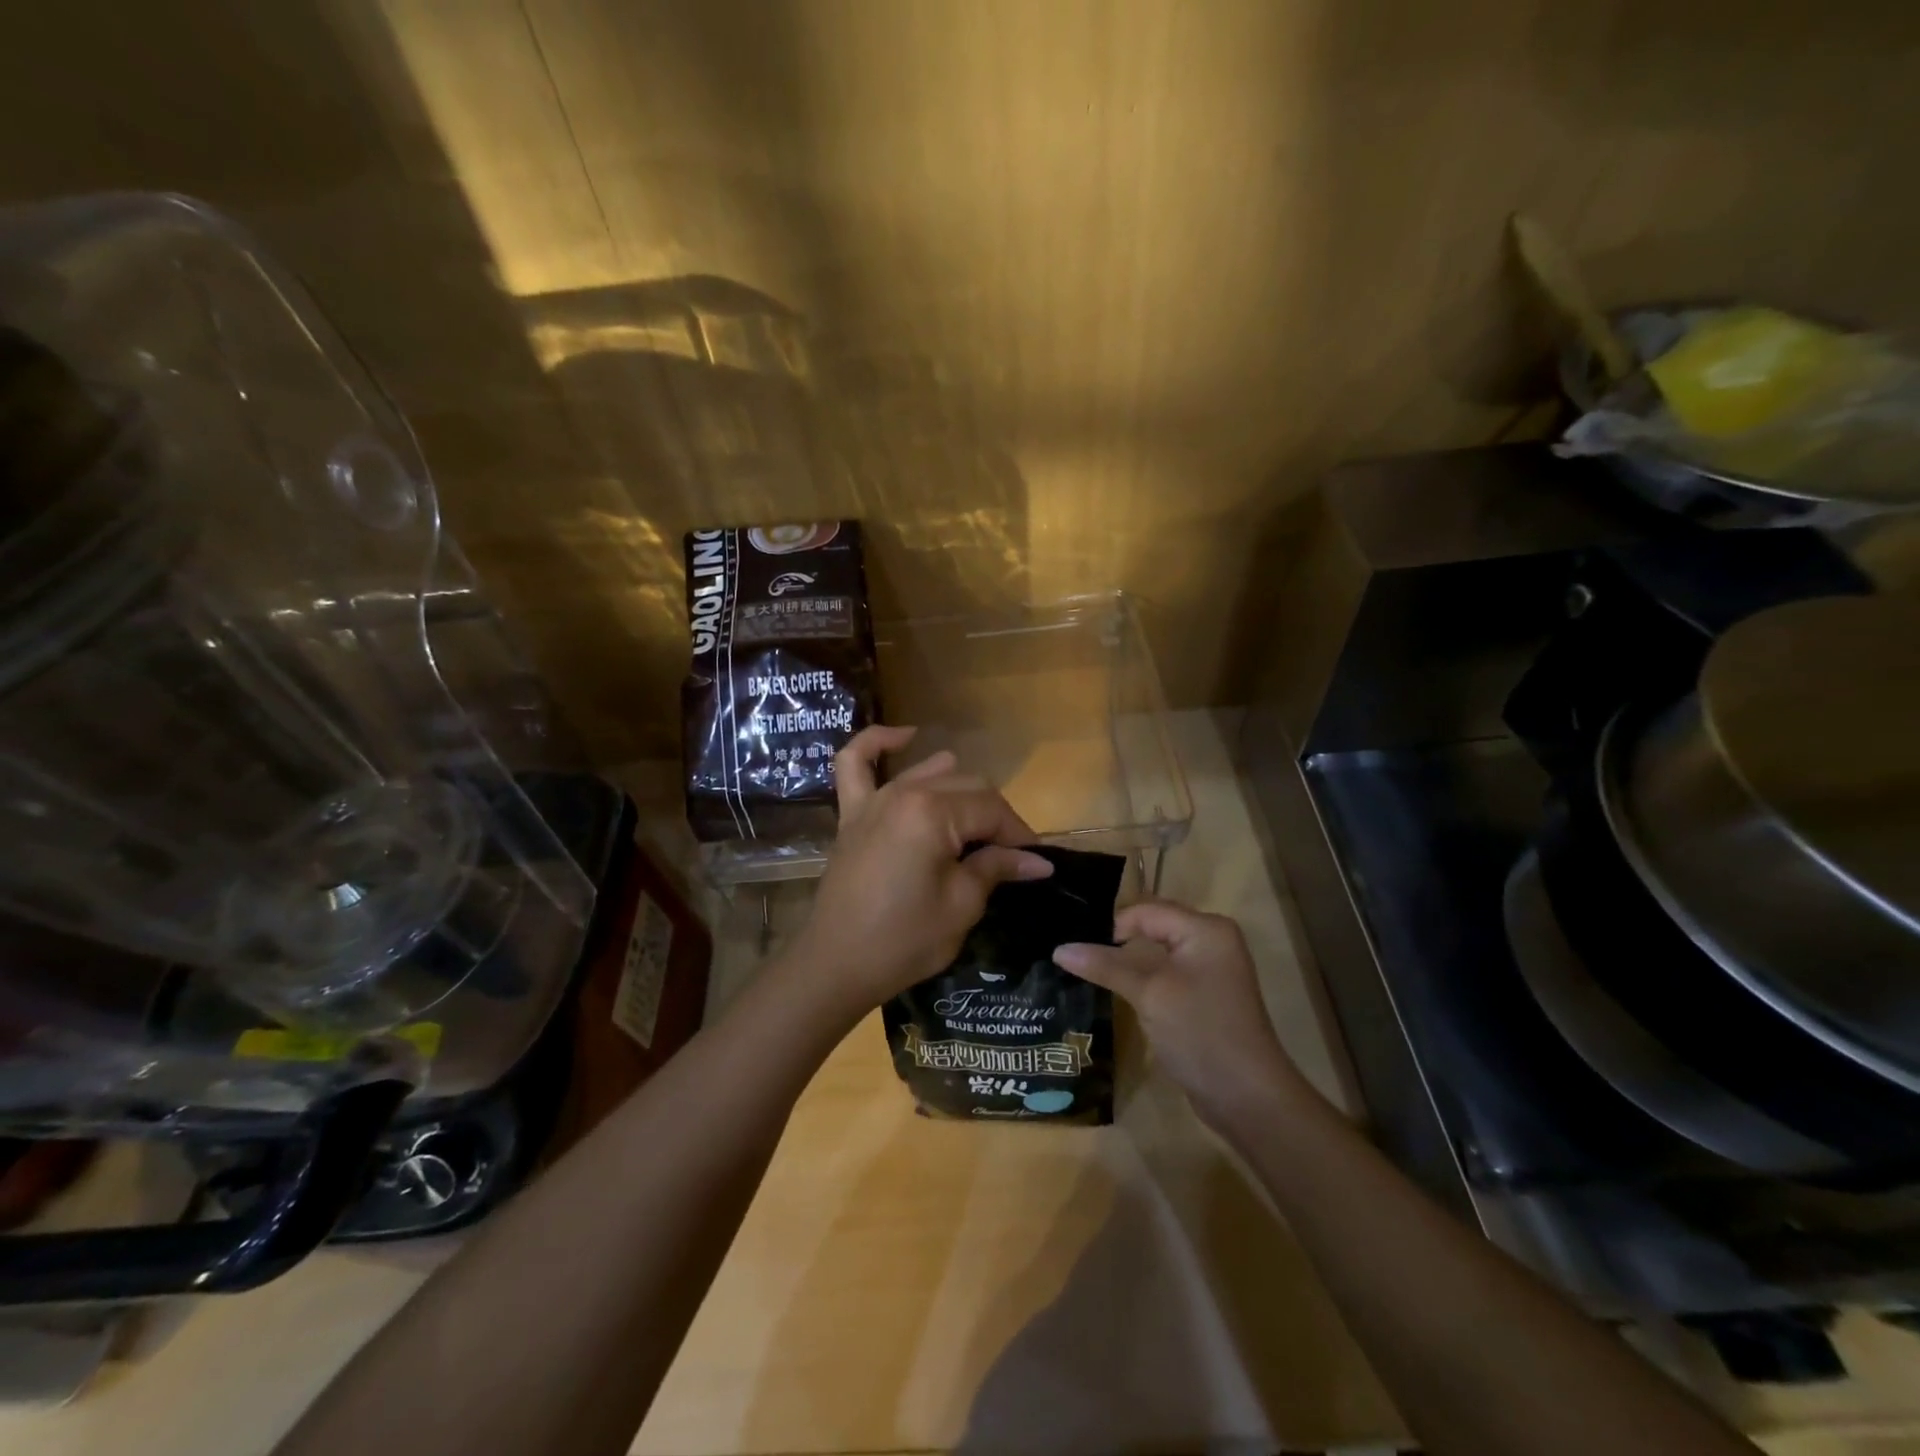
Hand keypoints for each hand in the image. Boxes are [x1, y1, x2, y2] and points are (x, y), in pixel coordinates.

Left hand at [788, 725, 1052, 1017]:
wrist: (836, 964)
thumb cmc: (903, 940)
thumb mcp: (961, 906)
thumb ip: (997, 868)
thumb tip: (1038, 860)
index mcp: (933, 812)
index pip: (992, 810)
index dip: (1019, 835)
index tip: (1036, 862)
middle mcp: (905, 793)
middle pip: (967, 787)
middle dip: (995, 818)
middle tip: (1010, 857)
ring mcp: (874, 799)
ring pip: (931, 773)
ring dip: (960, 791)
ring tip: (976, 826)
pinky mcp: (852, 813)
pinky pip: (855, 763)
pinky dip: (878, 743)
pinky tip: (905, 736)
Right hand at [1054, 901, 1316, 1127]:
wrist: (1248, 1097)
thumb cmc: (1200, 1032)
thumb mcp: (1148, 994)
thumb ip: (1106, 966)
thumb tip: (1059, 949)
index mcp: (1206, 929)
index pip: (1146, 910)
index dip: (1112, 926)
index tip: (1080, 950)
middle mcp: (1212, 941)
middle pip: (1153, 927)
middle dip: (1117, 941)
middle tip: (1076, 954)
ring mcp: (1211, 970)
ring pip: (1157, 953)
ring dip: (1127, 963)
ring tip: (1088, 971)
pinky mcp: (1204, 997)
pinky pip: (1166, 975)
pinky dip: (1142, 981)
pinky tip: (1117, 992)